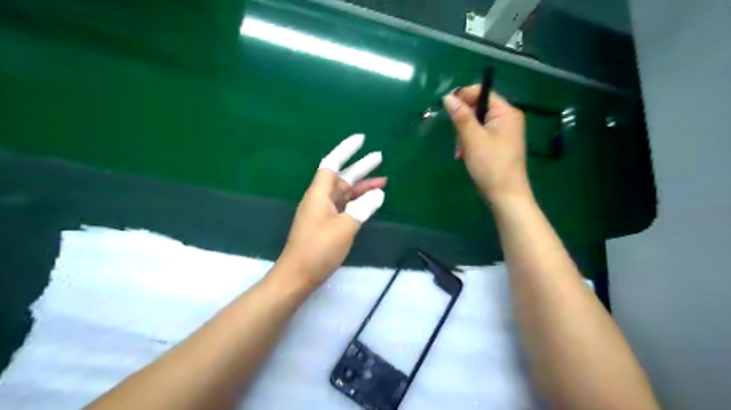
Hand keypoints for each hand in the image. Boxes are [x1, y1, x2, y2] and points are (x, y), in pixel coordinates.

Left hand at [275, 134, 387, 287]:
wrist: (298, 276)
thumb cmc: (319, 249)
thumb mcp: (345, 227)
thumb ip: (363, 208)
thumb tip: (378, 195)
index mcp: (319, 194)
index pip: (332, 163)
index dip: (346, 149)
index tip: (361, 138)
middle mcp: (320, 199)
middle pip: (342, 177)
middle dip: (360, 167)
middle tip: (380, 157)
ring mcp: (323, 212)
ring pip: (345, 193)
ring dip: (362, 187)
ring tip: (383, 181)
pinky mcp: (326, 225)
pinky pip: (344, 207)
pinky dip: (357, 203)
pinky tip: (369, 203)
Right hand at [442, 88, 534, 206]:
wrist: (505, 195)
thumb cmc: (490, 165)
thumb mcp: (472, 139)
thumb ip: (460, 116)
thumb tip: (448, 96)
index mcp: (506, 112)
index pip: (482, 93)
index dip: (463, 97)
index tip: (446, 107)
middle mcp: (507, 119)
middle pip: (478, 109)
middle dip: (463, 122)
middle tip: (457, 140)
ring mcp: (504, 133)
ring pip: (476, 124)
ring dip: (464, 136)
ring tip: (460, 153)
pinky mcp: (499, 145)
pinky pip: (481, 136)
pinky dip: (470, 143)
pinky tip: (465, 156)